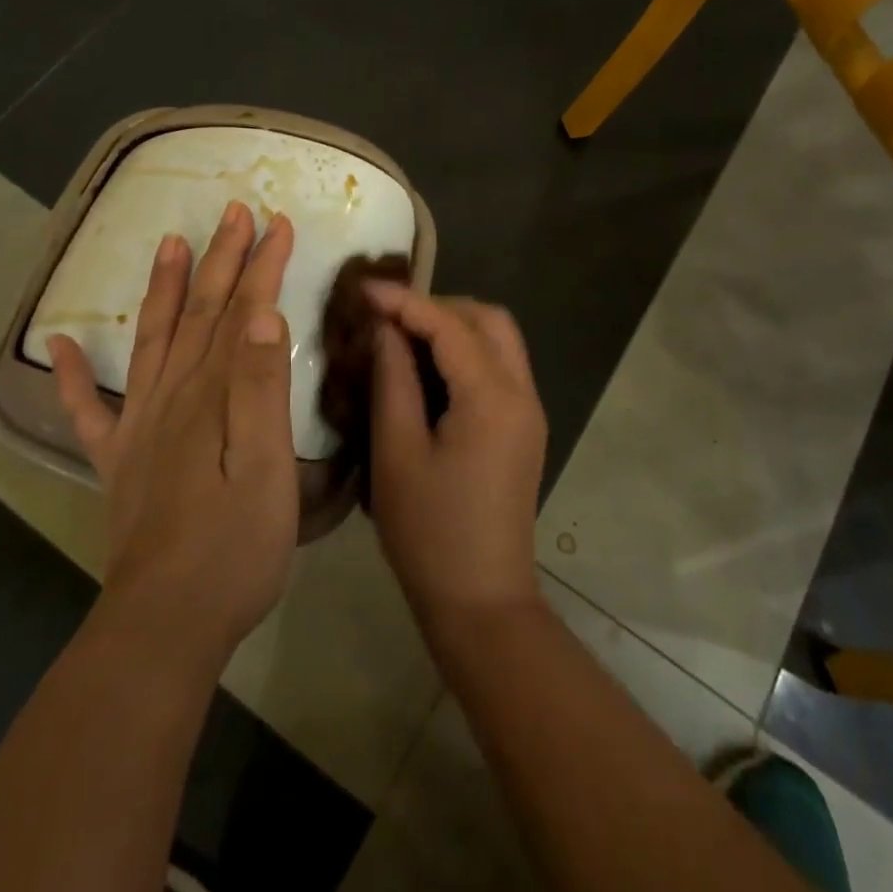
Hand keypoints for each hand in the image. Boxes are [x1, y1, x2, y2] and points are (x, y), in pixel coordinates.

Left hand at [50, 203, 298, 666]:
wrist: (165, 624)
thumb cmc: (234, 547)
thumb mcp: (267, 468)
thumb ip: (262, 389)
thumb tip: (263, 315)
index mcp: (212, 395)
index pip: (242, 313)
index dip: (261, 266)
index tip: (278, 223)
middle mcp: (170, 396)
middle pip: (198, 313)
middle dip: (219, 258)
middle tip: (232, 211)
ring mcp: (137, 427)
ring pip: (151, 340)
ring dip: (161, 288)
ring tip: (168, 242)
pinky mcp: (117, 461)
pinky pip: (85, 410)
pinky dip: (71, 374)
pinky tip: (62, 341)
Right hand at [365, 283, 547, 635]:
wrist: (482, 602)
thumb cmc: (429, 532)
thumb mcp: (397, 452)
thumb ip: (393, 379)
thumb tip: (385, 328)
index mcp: (493, 399)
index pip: (450, 325)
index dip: (405, 301)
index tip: (363, 289)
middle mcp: (522, 394)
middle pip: (489, 320)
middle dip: (438, 307)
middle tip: (389, 318)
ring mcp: (529, 411)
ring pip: (499, 339)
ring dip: (455, 326)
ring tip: (404, 337)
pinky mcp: (524, 428)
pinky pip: (499, 366)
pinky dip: (466, 351)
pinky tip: (429, 367)